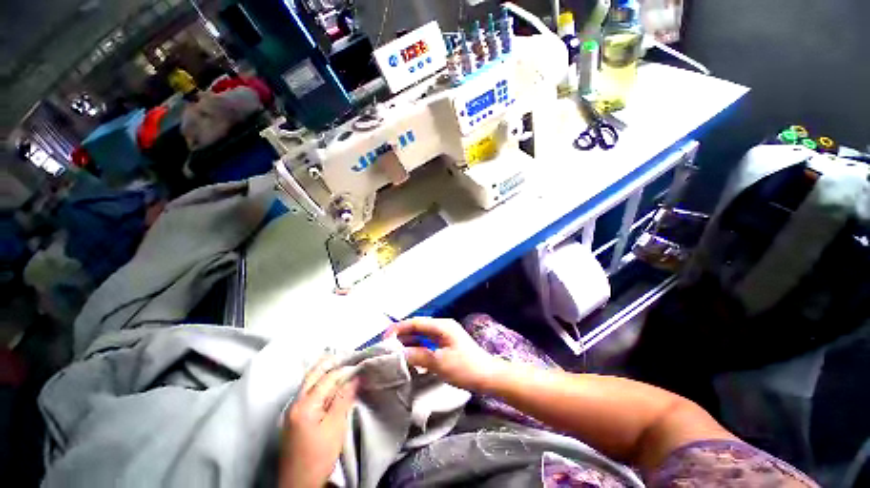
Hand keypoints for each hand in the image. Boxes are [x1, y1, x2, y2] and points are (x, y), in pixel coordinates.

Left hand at [279, 356, 357, 487]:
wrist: (299, 484)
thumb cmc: (318, 457)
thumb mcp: (334, 428)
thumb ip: (343, 399)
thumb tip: (355, 377)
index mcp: (304, 405)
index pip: (327, 379)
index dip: (344, 370)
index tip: (358, 363)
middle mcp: (294, 403)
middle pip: (312, 375)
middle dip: (328, 362)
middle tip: (345, 354)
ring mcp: (291, 410)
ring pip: (308, 381)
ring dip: (322, 370)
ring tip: (338, 362)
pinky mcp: (293, 417)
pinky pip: (306, 391)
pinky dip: (318, 382)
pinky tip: (327, 382)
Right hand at [389, 317, 502, 391]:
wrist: (488, 377)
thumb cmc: (465, 368)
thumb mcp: (440, 363)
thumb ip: (419, 356)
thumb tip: (400, 353)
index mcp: (442, 326)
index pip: (416, 322)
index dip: (400, 327)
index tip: (385, 337)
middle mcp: (442, 327)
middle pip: (418, 327)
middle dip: (402, 335)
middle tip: (387, 346)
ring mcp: (445, 336)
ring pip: (422, 336)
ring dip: (409, 342)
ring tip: (394, 352)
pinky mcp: (446, 345)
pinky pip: (428, 343)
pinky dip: (417, 348)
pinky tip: (409, 356)